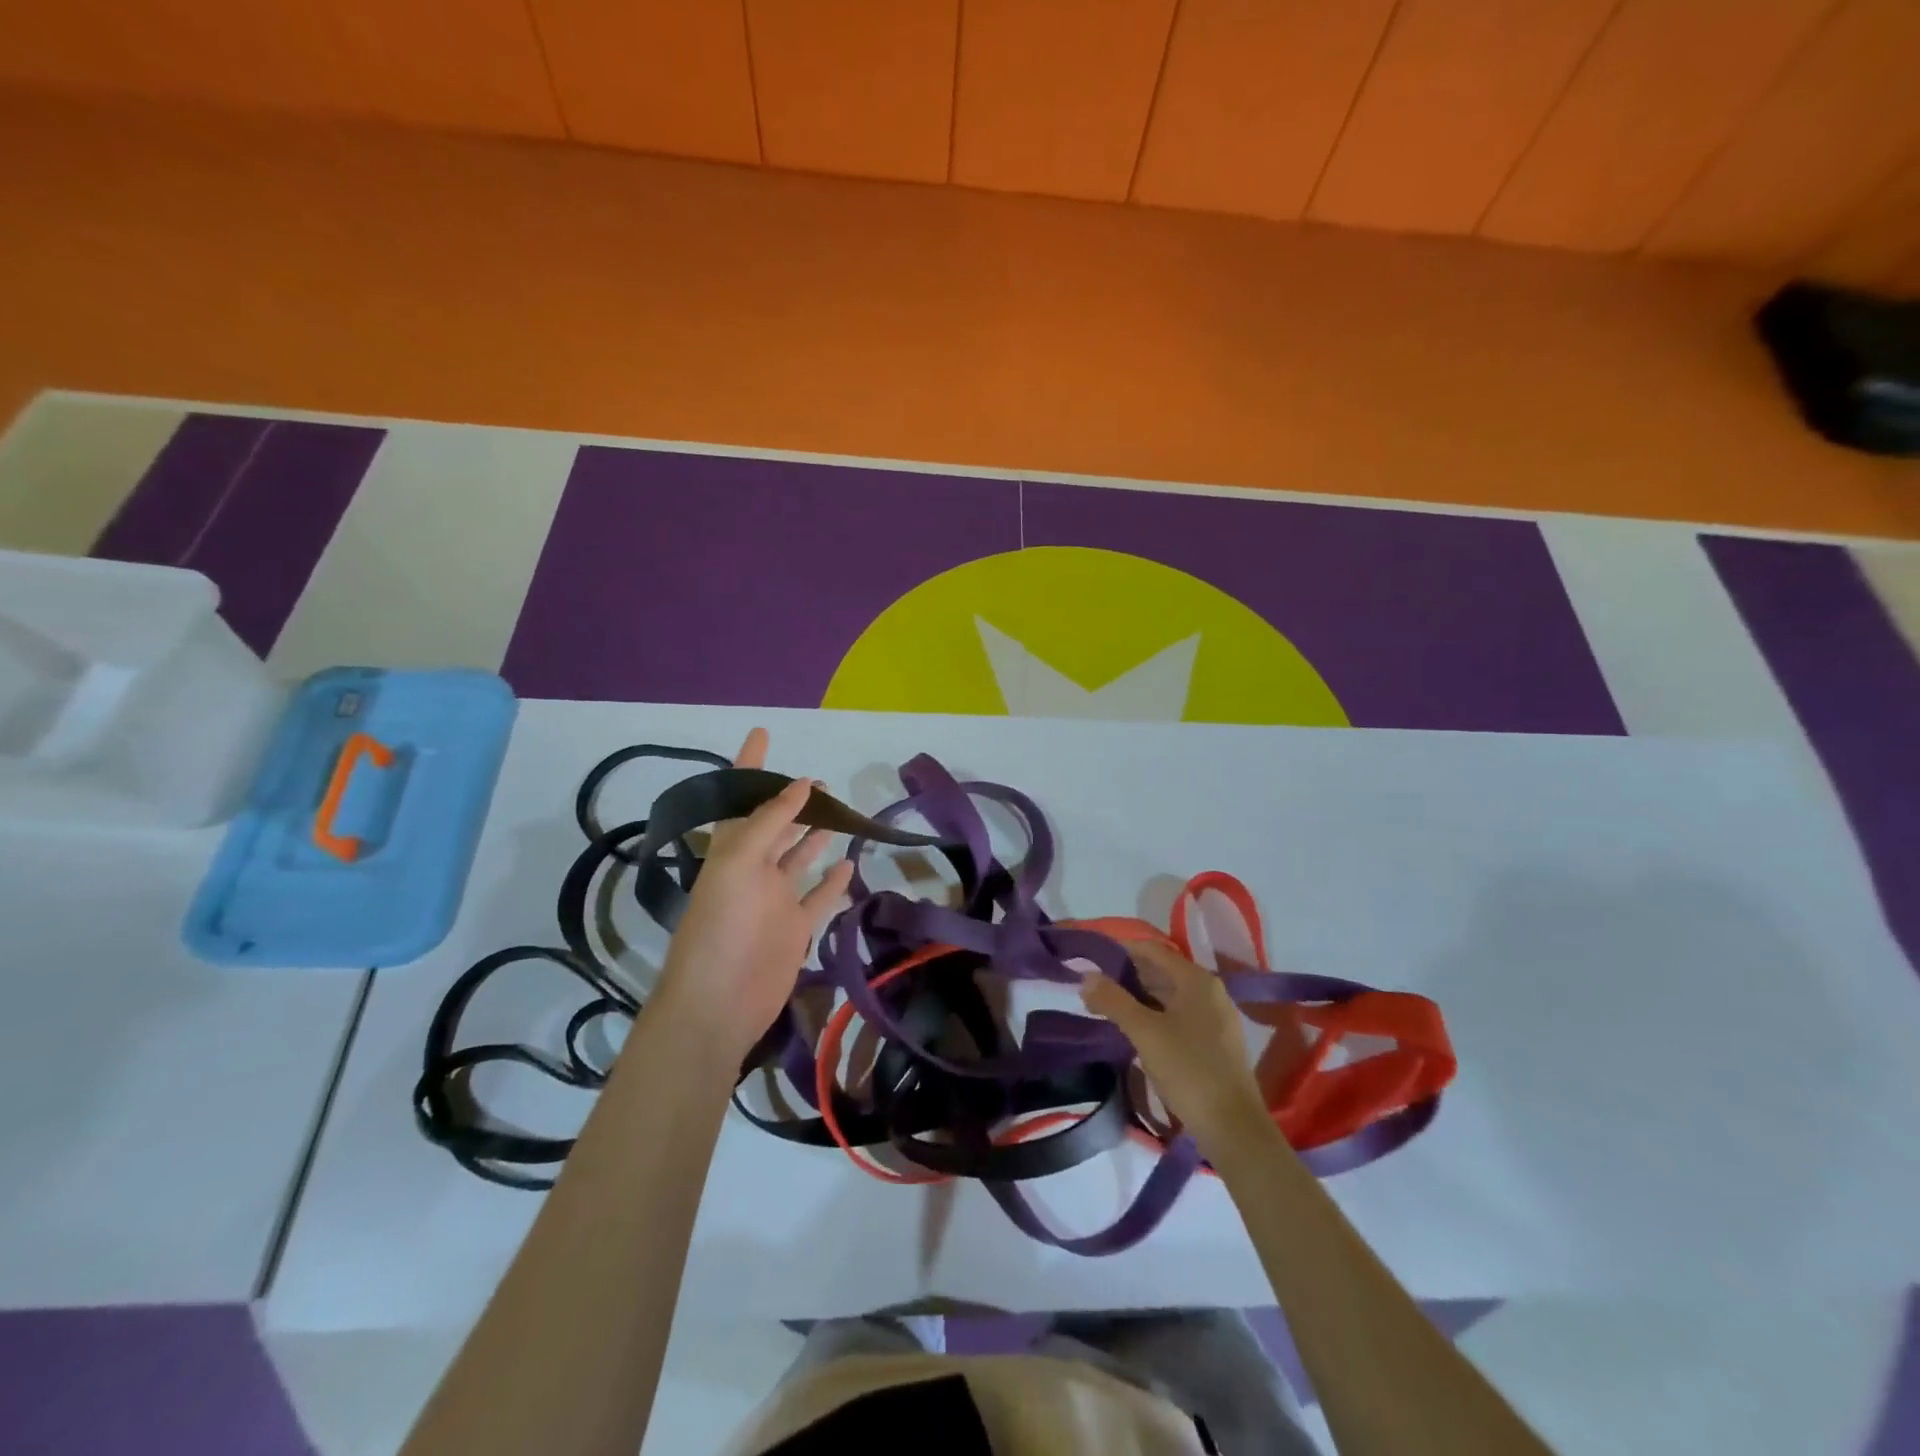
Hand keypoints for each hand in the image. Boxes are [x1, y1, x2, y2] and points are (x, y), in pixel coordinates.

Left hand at [651, 729, 854, 1061]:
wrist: (719, 1003)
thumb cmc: (722, 926)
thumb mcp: (739, 862)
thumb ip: (770, 822)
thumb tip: (801, 785)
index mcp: (731, 850)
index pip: (741, 796)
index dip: (749, 765)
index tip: (762, 733)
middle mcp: (754, 869)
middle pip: (777, 826)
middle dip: (795, 802)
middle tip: (823, 782)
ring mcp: (776, 899)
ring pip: (800, 858)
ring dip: (816, 835)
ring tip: (840, 812)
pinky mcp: (796, 927)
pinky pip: (819, 896)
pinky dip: (833, 880)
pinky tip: (849, 863)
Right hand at [1081, 940, 1269, 1155]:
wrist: (1233, 1128)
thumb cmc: (1189, 1070)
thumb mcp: (1144, 1033)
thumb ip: (1114, 1000)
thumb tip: (1086, 977)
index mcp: (1197, 980)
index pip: (1152, 950)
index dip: (1121, 950)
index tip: (1092, 957)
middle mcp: (1210, 991)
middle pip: (1161, 971)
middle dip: (1126, 975)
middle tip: (1093, 986)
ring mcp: (1215, 1017)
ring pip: (1169, 995)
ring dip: (1138, 997)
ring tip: (1106, 1007)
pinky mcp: (1215, 1042)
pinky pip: (1178, 1015)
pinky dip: (1154, 1014)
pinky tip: (1134, 1029)